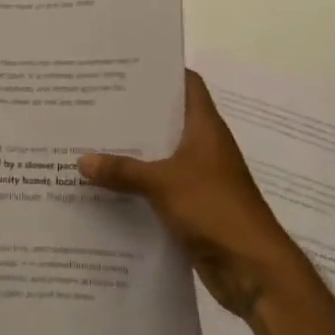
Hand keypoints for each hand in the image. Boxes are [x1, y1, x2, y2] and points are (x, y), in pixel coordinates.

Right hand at [80, 70, 305, 317]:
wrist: (252, 269)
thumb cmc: (215, 209)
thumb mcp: (163, 183)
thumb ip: (123, 171)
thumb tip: (81, 159)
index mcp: (205, 127)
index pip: (187, 83)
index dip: (162, 70)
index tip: (126, 66)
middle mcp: (203, 146)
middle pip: (167, 119)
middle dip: (134, 113)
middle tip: (93, 103)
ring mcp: (199, 178)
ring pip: (160, 156)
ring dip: (132, 152)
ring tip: (90, 141)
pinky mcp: (192, 207)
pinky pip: (158, 188)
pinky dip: (137, 186)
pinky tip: (104, 187)